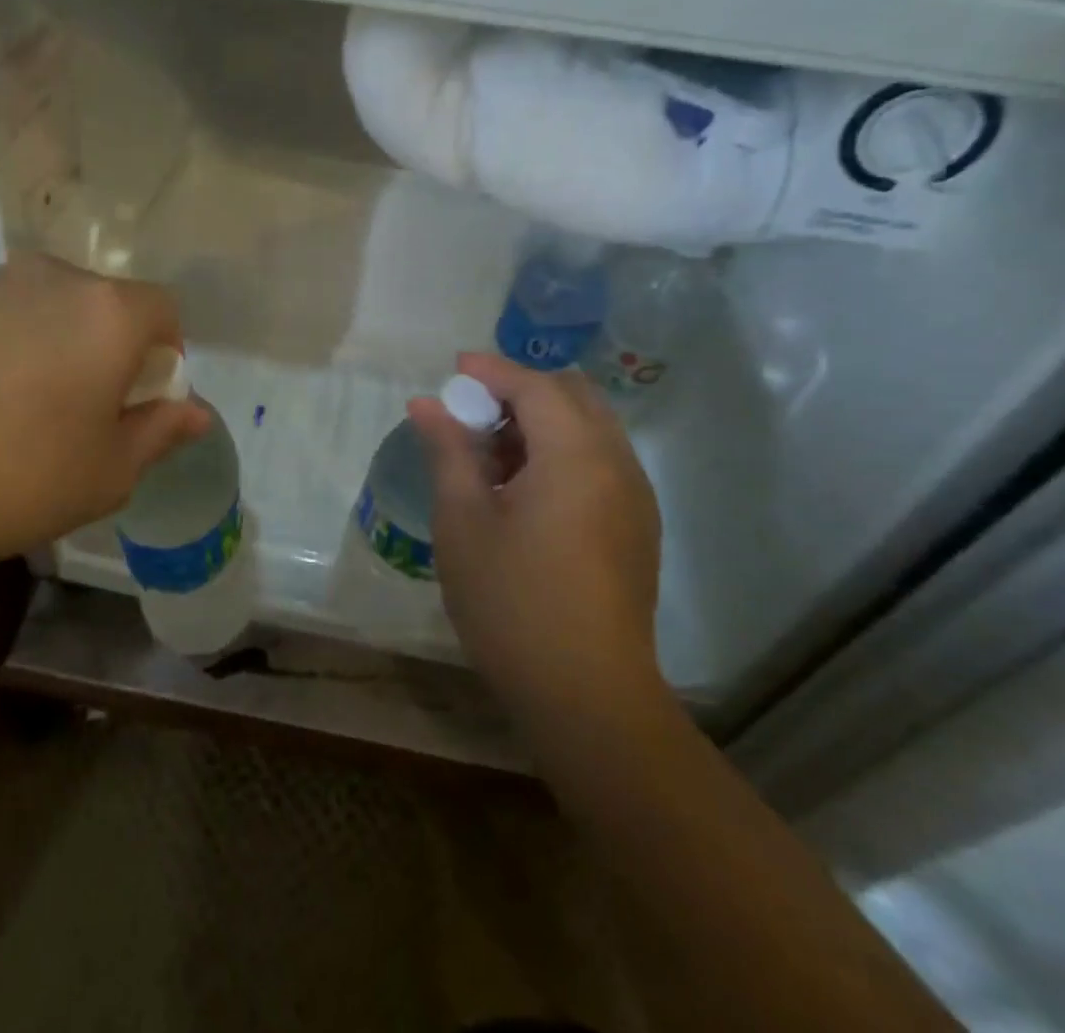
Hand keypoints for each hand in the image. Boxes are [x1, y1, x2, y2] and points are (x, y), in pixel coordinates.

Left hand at [0, 253, 209, 573]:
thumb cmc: (12, 475)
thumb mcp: (107, 473)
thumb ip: (160, 433)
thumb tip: (197, 412)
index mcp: (108, 311)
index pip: (166, 311)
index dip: (166, 357)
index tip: (141, 405)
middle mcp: (55, 278)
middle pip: (108, 306)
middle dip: (113, 353)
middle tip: (88, 416)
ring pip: (55, 310)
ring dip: (61, 350)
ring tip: (28, 414)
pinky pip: (4, 318)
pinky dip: (13, 350)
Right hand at [408, 353, 663, 709]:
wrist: (588, 697)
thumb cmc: (512, 602)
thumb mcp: (464, 521)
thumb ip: (448, 450)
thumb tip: (426, 403)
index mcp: (577, 455)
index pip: (535, 385)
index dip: (491, 370)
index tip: (453, 368)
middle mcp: (618, 464)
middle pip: (572, 396)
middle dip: (520, 390)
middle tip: (472, 413)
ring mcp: (635, 497)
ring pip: (590, 428)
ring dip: (542, 422)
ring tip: (491, 455)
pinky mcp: (638, 527)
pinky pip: (600, 461)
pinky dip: (562, 452)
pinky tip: (525, 490)